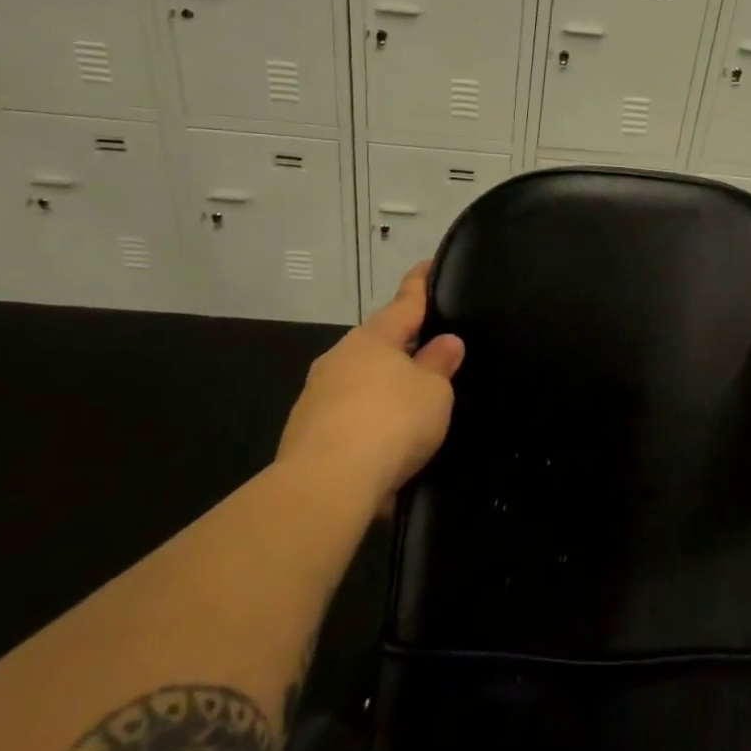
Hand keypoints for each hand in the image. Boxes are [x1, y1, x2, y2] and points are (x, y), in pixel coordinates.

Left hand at [277, 262, 464, 515]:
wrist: (325, 485)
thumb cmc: (391, 422)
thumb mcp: (433, 392)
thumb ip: (440, 364)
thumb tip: (446, 342)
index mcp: (374, 338)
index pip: (405, 301)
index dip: (420, 284)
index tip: (428, 264)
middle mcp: (340, 358)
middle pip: (379, 344)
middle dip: (403, 348)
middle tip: (432, 354)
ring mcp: (317, 395)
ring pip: (361, 384)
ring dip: (384, 393)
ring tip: (412, 414)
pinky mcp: (304, 433)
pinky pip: (348, 421)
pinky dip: (368, 429)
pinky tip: (386, 455)